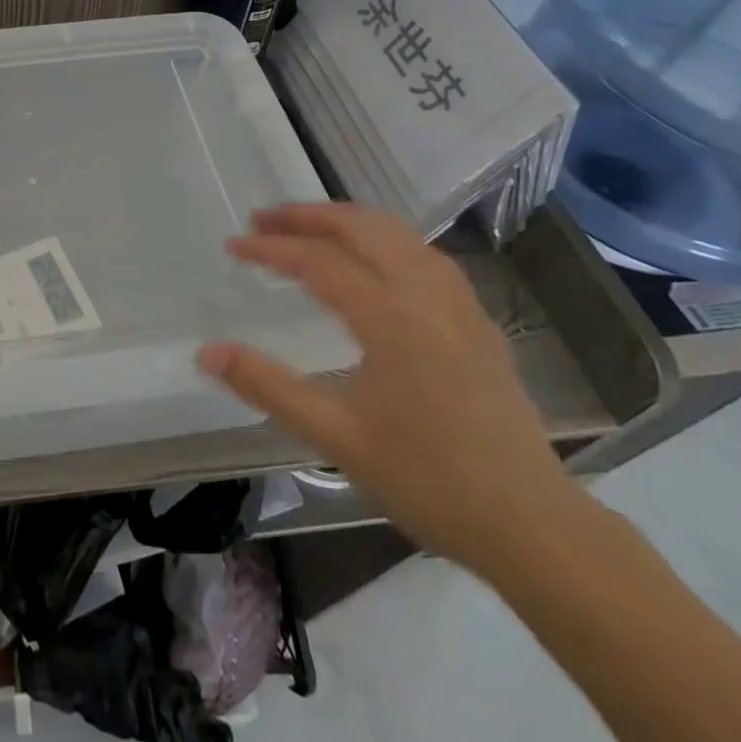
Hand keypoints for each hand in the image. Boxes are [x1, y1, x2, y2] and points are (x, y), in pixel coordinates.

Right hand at [197, 203, 585, 577]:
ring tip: (308, 227)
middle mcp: (427, 296)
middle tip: (262, 218)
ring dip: (347, 220)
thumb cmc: (428, 480)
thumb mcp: (335, 436)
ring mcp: (460, 305)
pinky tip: (372, 259)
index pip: (319, 261)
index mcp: (392, 319)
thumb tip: (206, 351)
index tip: (232, 245)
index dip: (270, 248)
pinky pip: (424, 254)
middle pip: (361, 228)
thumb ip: (267, 386)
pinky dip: (383, 238)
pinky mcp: (477, 321)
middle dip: (307, 215)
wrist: (534, 526)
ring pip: (398, 234)